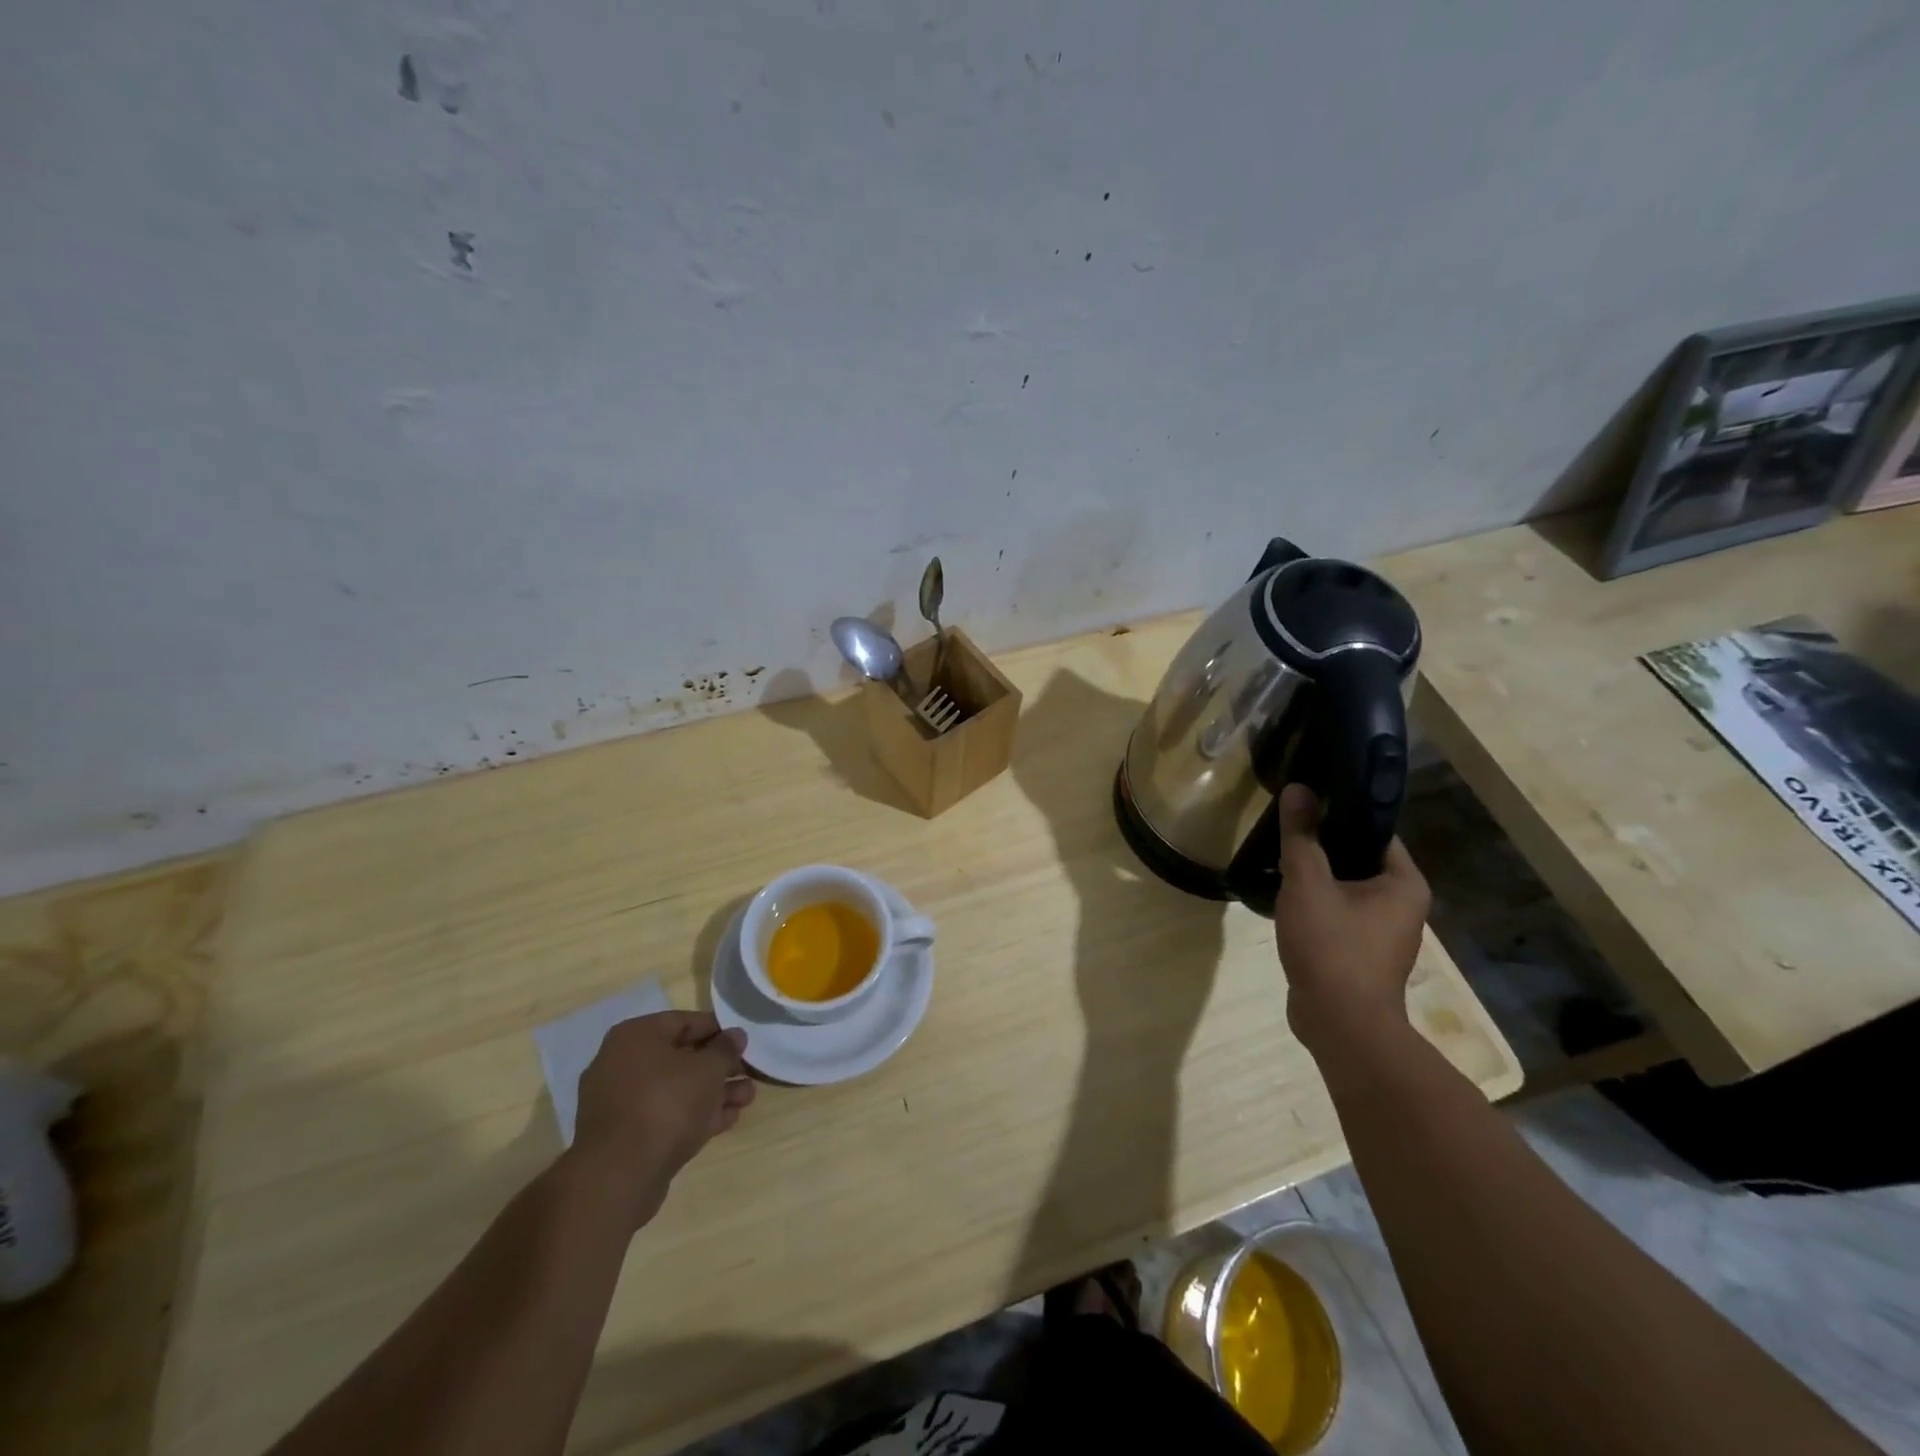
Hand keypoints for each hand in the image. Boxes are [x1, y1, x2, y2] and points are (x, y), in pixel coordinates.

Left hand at [569, 1011, 755, 1225]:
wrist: (620, 1175)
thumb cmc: (666, 1104)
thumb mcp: (708, 1069)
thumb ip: (725, 1048)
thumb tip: (735, 1036)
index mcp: (635, 1036)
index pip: (685, 1022)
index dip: (719, 1031)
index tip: (744, 1043)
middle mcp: (621, 1063)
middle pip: (681, 1057)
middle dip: (719, 1068)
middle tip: (749, 1075)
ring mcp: (620, 1102)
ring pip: (675, 1089)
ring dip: (713, 1093)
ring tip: (746, 1100)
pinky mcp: (624, 1136)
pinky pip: (664, 1115)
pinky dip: (694, 1115)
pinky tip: (726, 1120)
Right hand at [1274, 784, 1430, 1056]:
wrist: (1339, 1024)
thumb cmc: (1332, 947)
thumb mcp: (1309, 883)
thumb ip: (1302, 836)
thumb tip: (1299, 788)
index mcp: (1404, 883)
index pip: (1375, 831)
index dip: (1341, 811)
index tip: (1307, 798)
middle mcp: (1402, 905)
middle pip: (1358, 857)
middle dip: (1323, 843)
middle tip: (1286, 825)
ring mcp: (1381, 932)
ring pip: (1345, 887)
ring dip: (1316, 874)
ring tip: (1279, 856)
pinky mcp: (1359, 952)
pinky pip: (1336, 912)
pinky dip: (1314, 902)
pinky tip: (1283, 896)